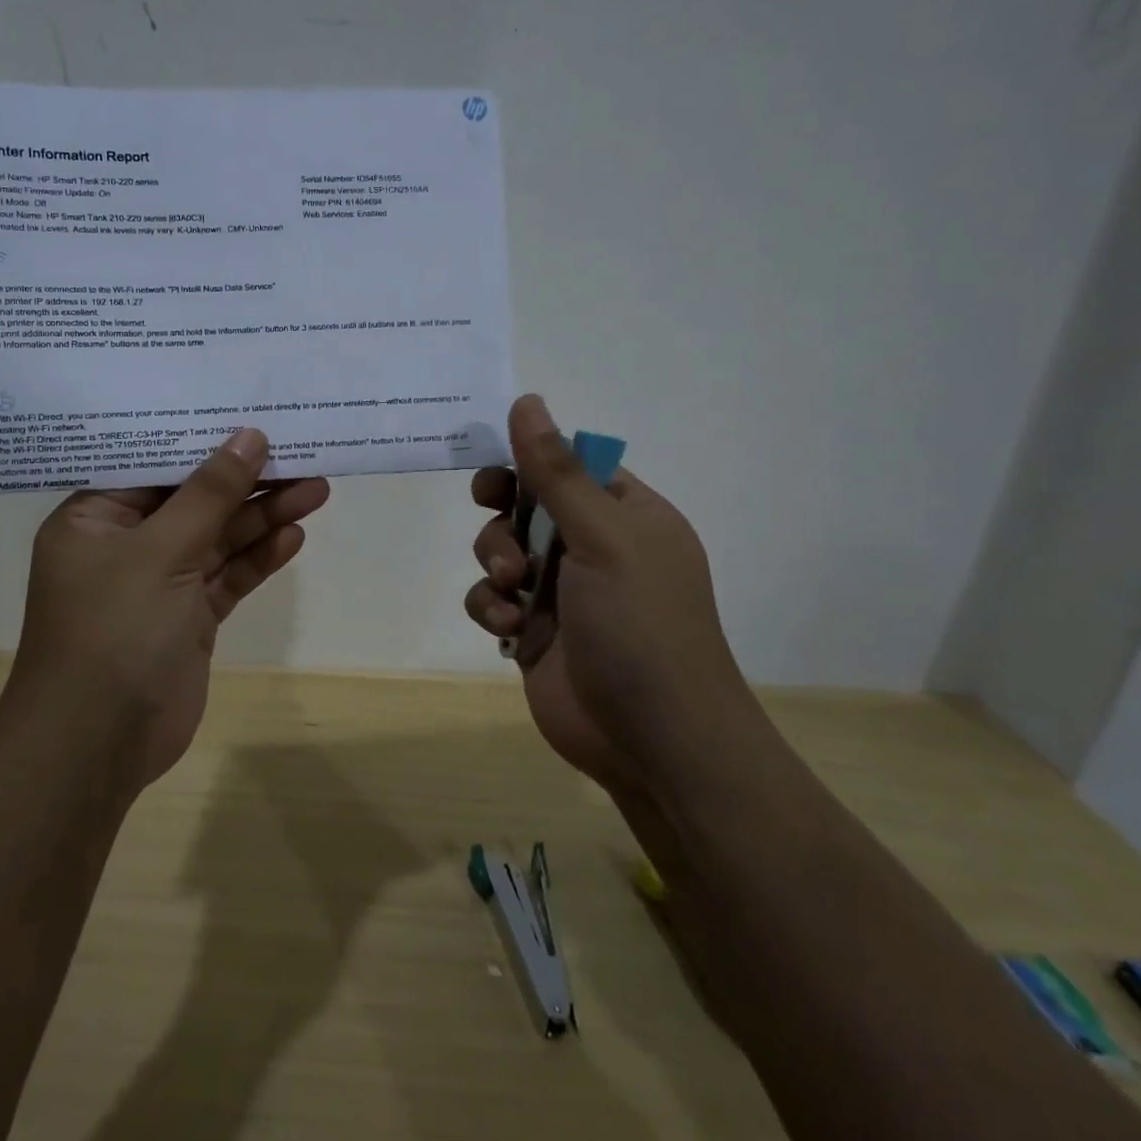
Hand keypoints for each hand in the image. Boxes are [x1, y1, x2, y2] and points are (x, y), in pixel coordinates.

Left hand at [8, 429, 328, 790]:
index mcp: (95, 518)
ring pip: (217, 538)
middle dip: (247, 480)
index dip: (202, 438)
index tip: (250, 414)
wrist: (96, 747)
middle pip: (194, 499)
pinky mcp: (188, 618)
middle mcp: (126, 544)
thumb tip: (249, 436)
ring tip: (316, 487)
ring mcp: (159, 583)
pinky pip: (226, 577)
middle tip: (301, 451)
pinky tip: (293, 535)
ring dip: (262, 516)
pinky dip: (258, 558)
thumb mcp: (160, 551)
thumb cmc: (113, 631)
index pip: (152, 463)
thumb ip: (208, 494)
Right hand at [463, 395, 751, 788]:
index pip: (571, 465)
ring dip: (495, 560)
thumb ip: (557, 471)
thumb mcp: (603, 536)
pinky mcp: (534, 631)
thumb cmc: (640, 624)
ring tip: (510, 588)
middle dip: (504, 510)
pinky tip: (505, 625)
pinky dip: (490, 605)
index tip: (497, 459)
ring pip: (502, 549)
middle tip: (488, 505)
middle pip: (528, 502)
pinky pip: (493, 598)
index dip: (530, 457)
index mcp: (627, 515)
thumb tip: (527, 400)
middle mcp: (594, 547)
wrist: (652, 740)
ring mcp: (562, 591)